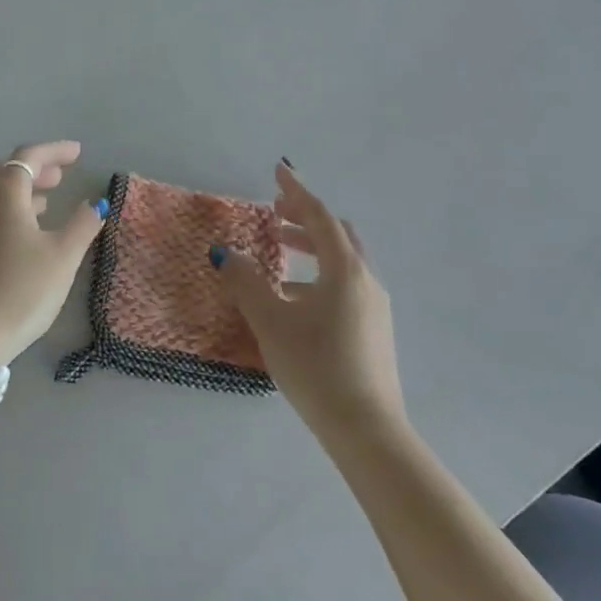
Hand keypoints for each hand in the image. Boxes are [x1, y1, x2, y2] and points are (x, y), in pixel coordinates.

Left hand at [0, 141, 106, 365]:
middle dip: (34, 166)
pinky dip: (8, 206)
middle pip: (5, 168)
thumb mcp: (62, 257)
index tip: (78, 153)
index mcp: (4, 192)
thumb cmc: (22, 289)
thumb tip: (96, 203)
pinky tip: (26, 228)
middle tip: (61, 175)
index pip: (28, 156)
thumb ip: (82, 225)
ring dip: (19, 186)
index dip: (54, 151)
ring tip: (47, 199)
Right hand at [215, 162, 405, 438]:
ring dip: (311, 249)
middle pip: (337, 235)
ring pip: (342, 262)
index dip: (296, 192)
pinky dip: (318, 275)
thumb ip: (246, 282)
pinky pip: (344, 285)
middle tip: (274, 214)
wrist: (366, 430)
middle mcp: (366, 281)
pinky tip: (293, 300)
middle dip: (305, 219)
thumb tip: (226, 253)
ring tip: (277, 255)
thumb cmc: (315, 366)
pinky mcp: (373, 330)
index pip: (320, 217)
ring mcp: (374, 308)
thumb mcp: (271, 320)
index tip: (278, 170)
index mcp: (345, 271)